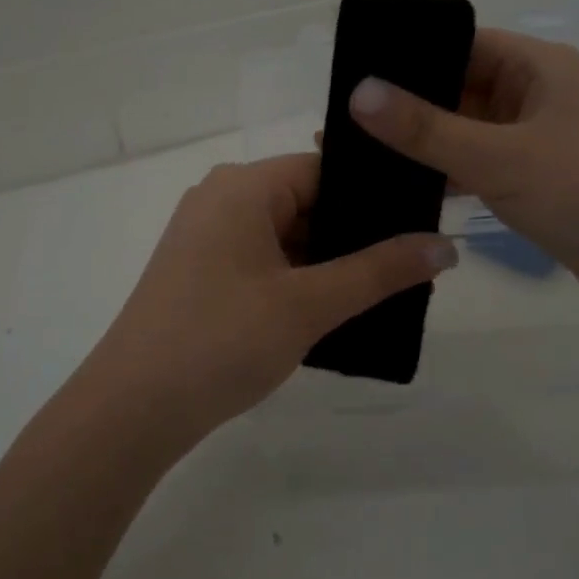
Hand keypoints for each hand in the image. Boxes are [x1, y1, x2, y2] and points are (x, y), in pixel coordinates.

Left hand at [75, 154, 456, 456]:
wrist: (132, 409)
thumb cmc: (221, 340)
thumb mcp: (309, 304)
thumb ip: (380, 271)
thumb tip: (446, 244)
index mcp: (242, 186)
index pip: (325, 169)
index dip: (375, 196)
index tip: (423, 221)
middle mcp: (220, 199)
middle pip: (307, 201)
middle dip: (357, 234)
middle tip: (415, 262)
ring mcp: (206, 237)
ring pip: (287, 235)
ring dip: (329, 261)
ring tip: (388, 287)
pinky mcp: (201, 273)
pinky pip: (263, 260)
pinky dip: (299, 278)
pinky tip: (338, 306)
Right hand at [347, 28, 578, 333]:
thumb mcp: (498, 157)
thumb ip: (425, 128)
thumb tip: (357, 92)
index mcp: (540, 68)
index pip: (464, 43)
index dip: (411, 54)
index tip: (355, 73)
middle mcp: (542, 96)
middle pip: (464, 88)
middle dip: (410, 104)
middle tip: (345, 120)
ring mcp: (543, 142)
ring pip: (472, 131)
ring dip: (427, 143)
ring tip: (363, 154)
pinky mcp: (543, 183)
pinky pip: (485, 166)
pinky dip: (451, 174)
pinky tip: (407, 188)